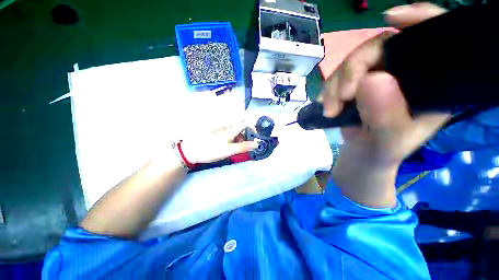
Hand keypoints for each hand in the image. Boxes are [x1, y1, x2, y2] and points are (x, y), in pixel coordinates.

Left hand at [180, 122, 257, 164]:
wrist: (192, 151)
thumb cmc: (212, 150)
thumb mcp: (229, 150)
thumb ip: (243, 147)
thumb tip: (256, 144)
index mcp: (231, 130)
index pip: (245, 124)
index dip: (253, 127)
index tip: (256, 136)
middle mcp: (227, 128)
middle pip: (240, 130)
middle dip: (244, 138)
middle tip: (241, 148)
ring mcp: (220, 131)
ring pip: (234, 133)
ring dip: (237, 141)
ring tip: (232, 150)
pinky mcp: (216, 135)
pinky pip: (228, 136)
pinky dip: (230, 141)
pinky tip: (225, 148)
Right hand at [322, 3, 450, 206]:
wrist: (361, 155)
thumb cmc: (382, 151)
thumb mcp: (389, 140)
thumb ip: (385, 115)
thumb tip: (371, 80)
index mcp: (432, 83)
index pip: (434, 39)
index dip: (418, 20)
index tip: (390, 18)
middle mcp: (406, 73)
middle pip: (381, 47)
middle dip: (354, 70)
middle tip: (340, 97)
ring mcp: (379, 76)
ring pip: (353, 62)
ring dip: (335, 85)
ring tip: (329, 110)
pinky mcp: (357, 84)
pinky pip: (339, 76)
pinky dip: (328, 89)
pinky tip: (325, 103)